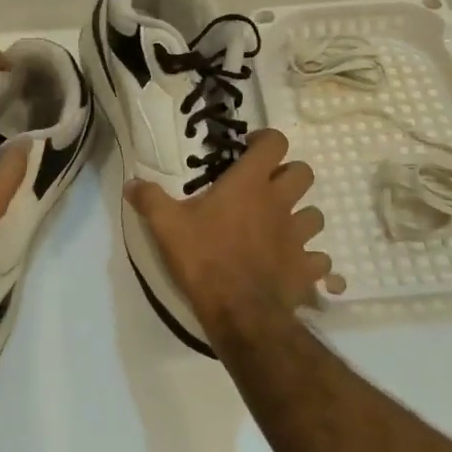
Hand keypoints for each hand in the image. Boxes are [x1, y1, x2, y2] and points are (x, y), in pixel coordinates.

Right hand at [126, 128, 343, 341]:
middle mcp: (280, 203)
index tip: (250, 149)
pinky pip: (320, 260)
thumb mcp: (167, 226)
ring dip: (301, 217)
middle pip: (303, 173)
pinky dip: (310, 261)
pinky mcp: (307, 268)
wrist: (239, 311)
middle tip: (266, 188)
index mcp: (250, 184)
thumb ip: (150, 200)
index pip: (275, 143)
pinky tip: (294, 267)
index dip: (267, 140)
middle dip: (289, 176)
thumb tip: (131, 182)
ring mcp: (299, 237)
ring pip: (315, 215)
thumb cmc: (204, 259)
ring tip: (280, 228)